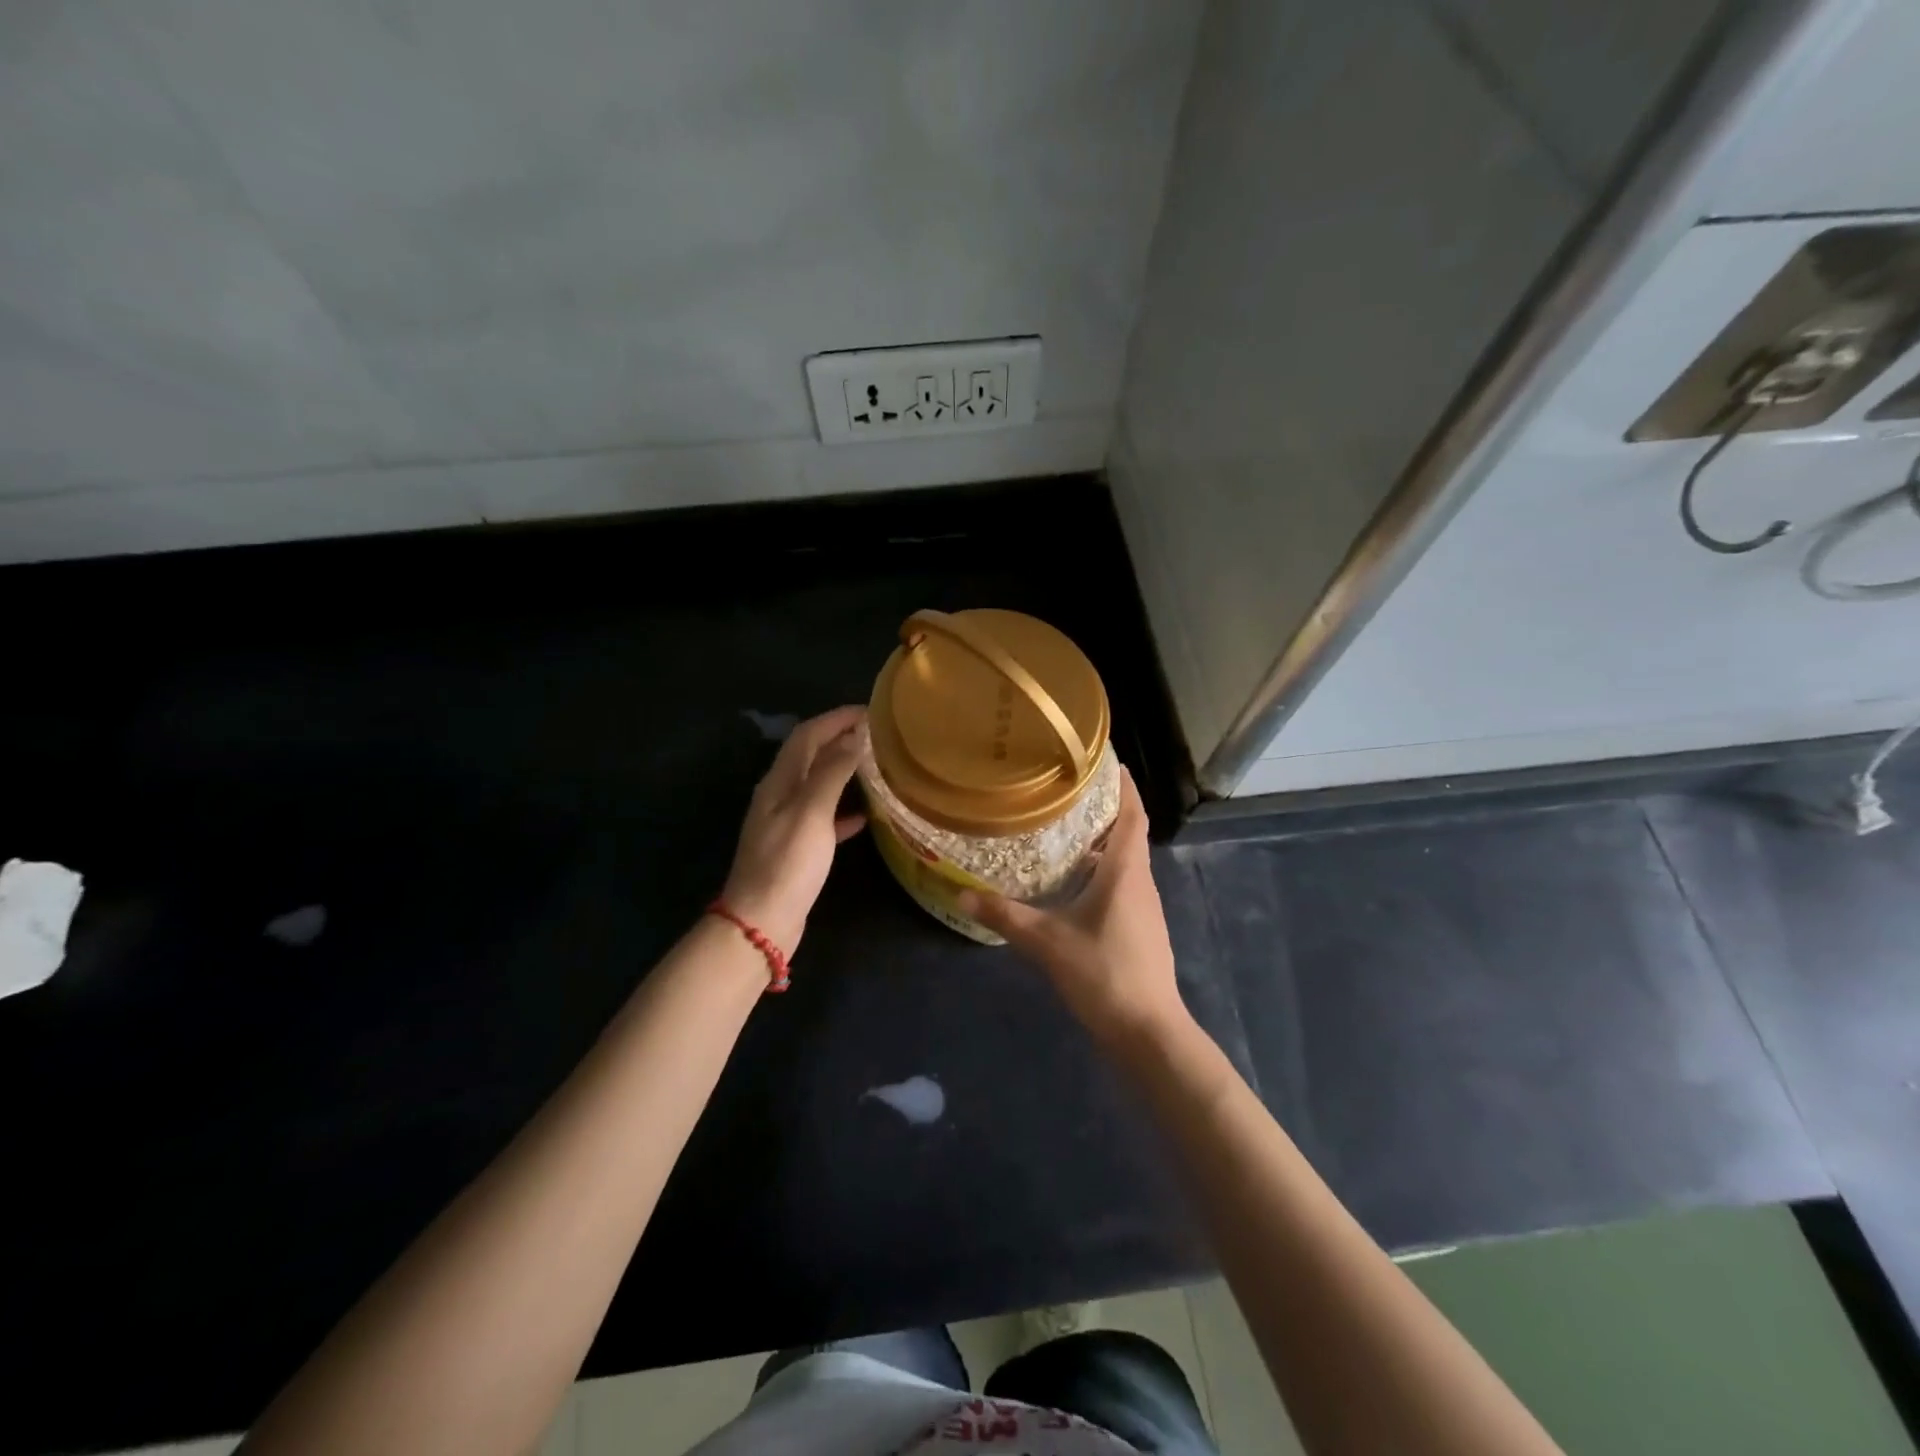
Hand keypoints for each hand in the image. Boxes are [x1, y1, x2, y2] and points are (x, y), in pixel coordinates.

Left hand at [721, 706, 867, 954]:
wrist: (762, 921)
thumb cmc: (787, 864)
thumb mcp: (811, 813)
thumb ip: (832, 773)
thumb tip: (854, 737)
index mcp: (779, 782)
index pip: (807, 735)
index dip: (836, 718)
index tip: (870, 710)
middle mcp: (780, 795)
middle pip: (810, 755)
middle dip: (840, 738)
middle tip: (878, 734)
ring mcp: (786, 822)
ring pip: (818, 784)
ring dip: (844, 769)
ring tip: (876, 765)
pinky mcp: (797, 847)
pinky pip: (824, 816)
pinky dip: (843, 808)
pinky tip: (865, 815)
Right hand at [959, 768, 1189, 1047]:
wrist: (1148, 1031)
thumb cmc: (1104, 973)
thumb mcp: (1047, 942)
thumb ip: (1005, 915)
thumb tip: (961, 893)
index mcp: (1126, 871)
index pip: (1132, 815)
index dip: (1123, 787)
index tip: (1108, 762)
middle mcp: (1140, 882)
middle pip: (1129, 834)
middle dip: (1106, 810)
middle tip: (1070, 791)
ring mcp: (1144, 908)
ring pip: (1126, 861)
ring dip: (1104, 842)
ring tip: (1067, 830)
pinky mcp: (1141, 929)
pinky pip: (1123, 885)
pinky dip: (1104, 871)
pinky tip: (1076, 883)